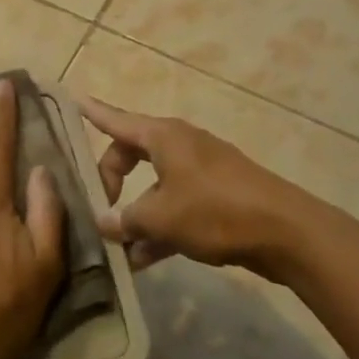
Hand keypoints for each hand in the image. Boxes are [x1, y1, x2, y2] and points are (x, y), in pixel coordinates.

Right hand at [80, 97, 311, 272]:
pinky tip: (144, 259)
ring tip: (116, 247)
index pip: (116, 120)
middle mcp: (179, 145)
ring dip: (136, 214)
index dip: (93, 112)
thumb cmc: (214, 211)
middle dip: (111, 180)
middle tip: (98, 208)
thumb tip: (103, 222)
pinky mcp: (217, 196)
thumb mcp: (160, 218)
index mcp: (162, 136)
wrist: (285, 232)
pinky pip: (176, 205)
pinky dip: (160, 226)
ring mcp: (200, 170)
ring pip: (154, 186)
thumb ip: (126, 220)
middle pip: (131, 154)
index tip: (73, 99)